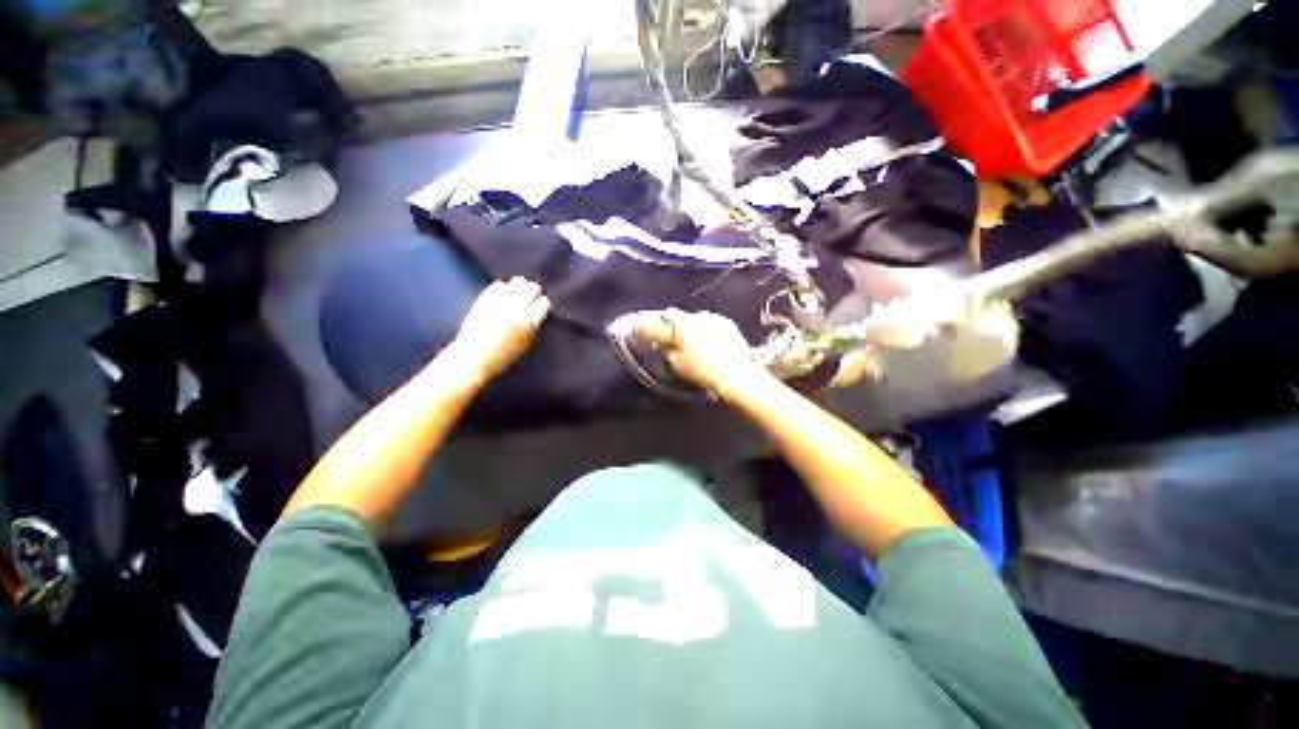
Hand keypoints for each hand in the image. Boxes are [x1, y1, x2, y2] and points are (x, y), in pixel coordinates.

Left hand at [444, 277, 549, 384]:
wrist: (475, 355)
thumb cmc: (503, 355)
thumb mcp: (526, 342)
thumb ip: (533, 325)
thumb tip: (537, 312)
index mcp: (530, 321)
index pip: (543, 302)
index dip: (542, 303)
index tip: (540, 305)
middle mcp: (517, 308)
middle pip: (532, 288)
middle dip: (533, 291)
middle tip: (531, 295)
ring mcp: (500, 301)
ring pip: (517, 283)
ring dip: (520, 286)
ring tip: (518, 290)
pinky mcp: (486, 298)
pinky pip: (499, 285)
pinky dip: (503, 287)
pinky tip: (503, 293)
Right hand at [635, 309, 771, 399]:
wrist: (738, 375)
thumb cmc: (703, 371)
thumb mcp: (678, 364)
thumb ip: (668, 351)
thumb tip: (666, 345)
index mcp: (685, 324)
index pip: (665, 319)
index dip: (654, 325)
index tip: (643, 328)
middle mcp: (701, 316)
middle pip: (683, 319)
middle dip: (678, 328)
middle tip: (675, 341)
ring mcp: (718, 319)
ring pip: (699, 321)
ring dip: (694, 329)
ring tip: (696, 345)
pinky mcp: (730, 326)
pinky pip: (713, 326)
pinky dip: (709, 333)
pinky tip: (712, 346)